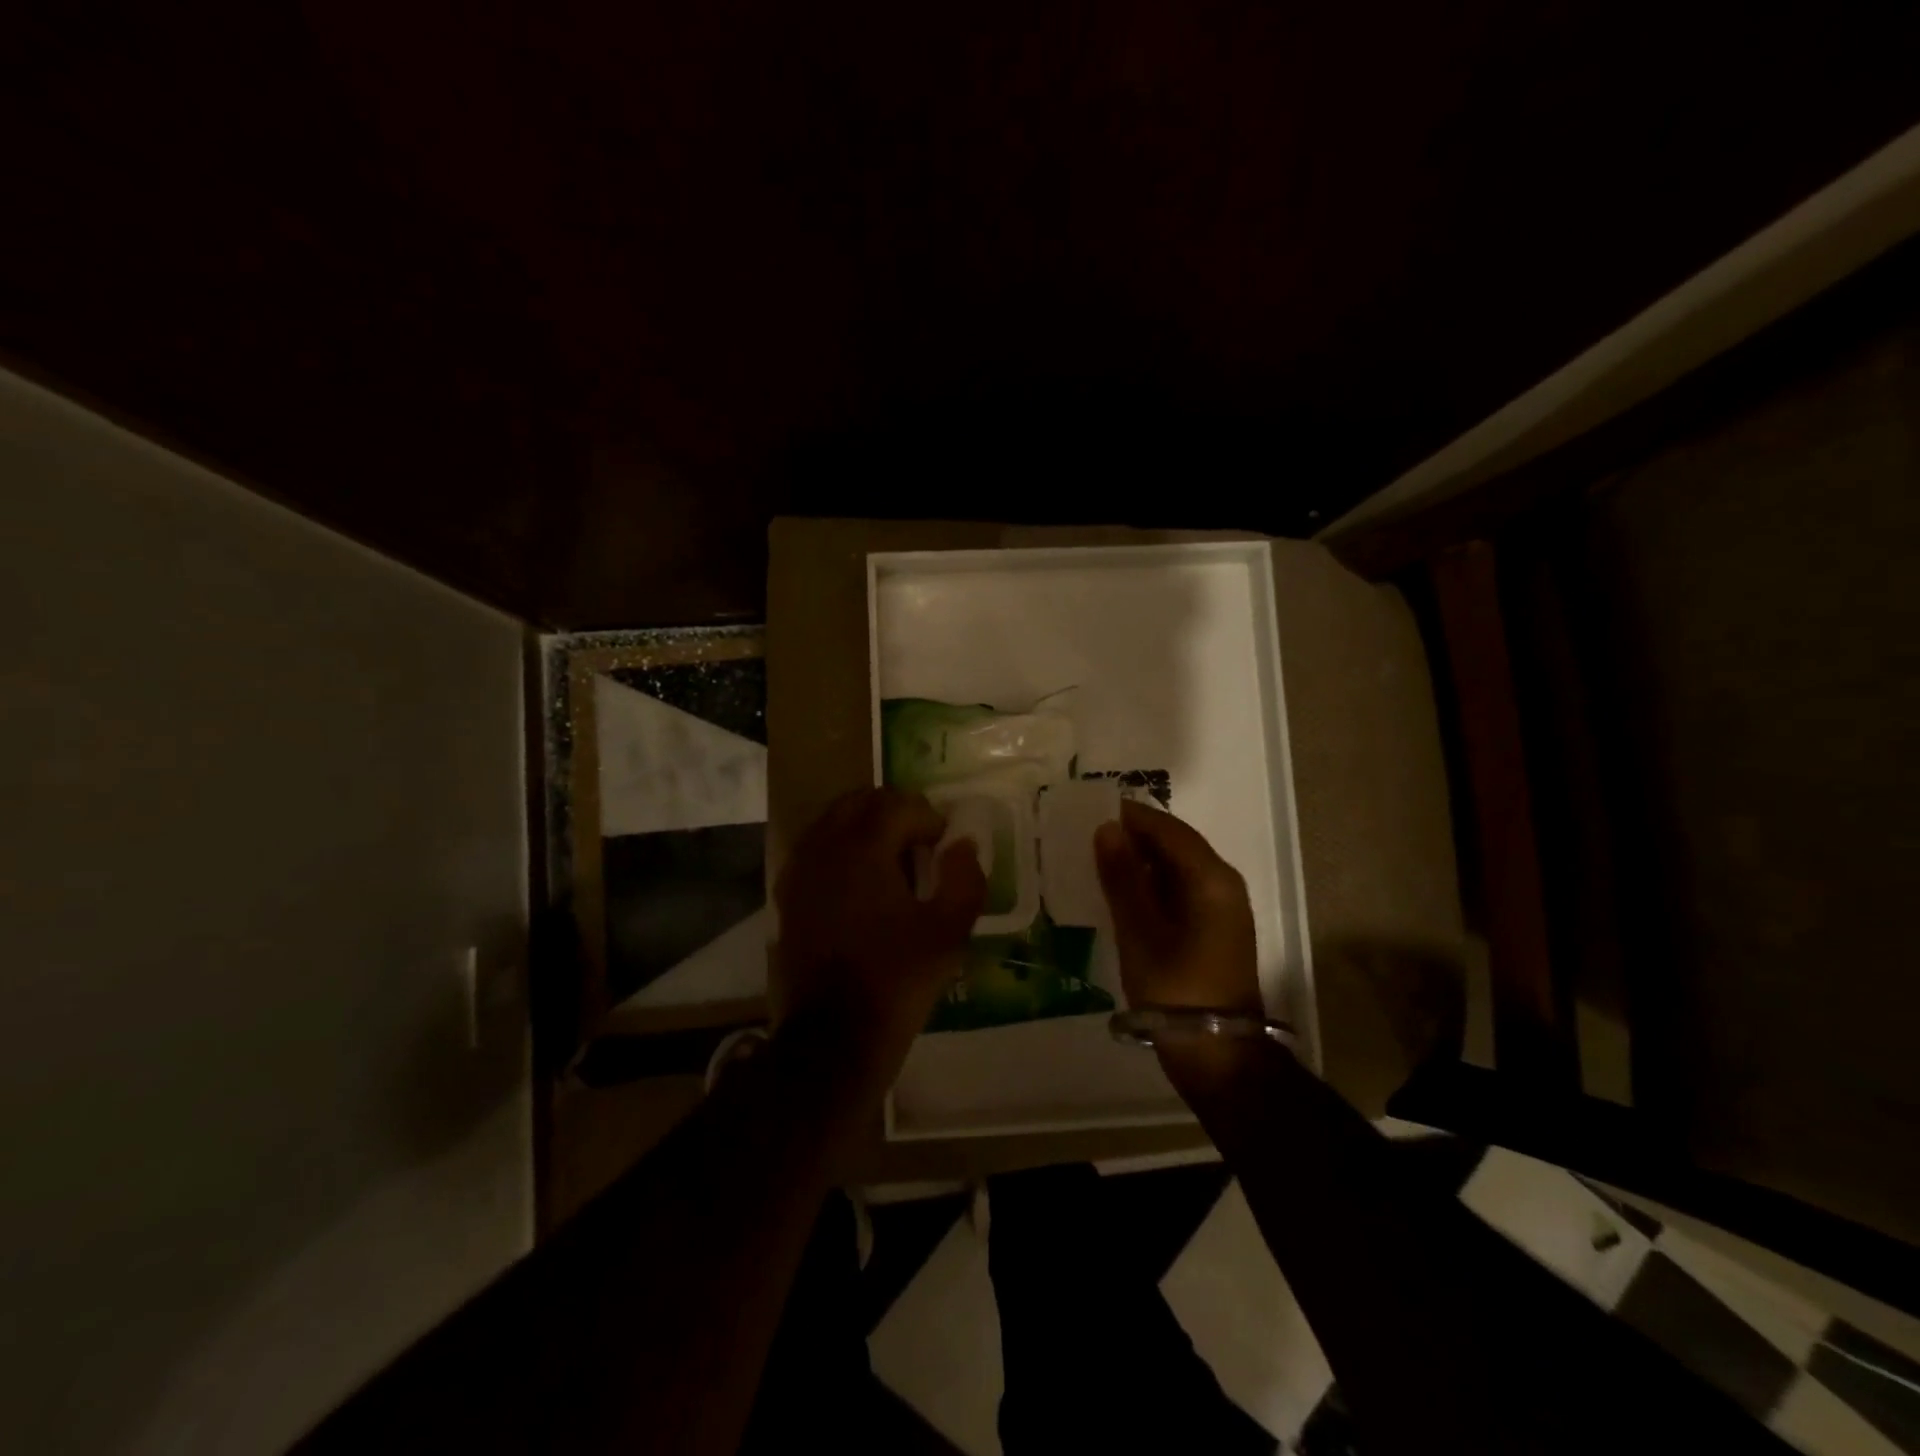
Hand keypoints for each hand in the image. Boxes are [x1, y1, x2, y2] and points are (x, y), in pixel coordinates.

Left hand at [773, 788, 985, 1084]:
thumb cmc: (897, 979)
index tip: (945, 844)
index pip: (897, 804)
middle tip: (920, 841)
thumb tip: (963, 844)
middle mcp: (824, 847)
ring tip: (891, 858)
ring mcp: (799, 870)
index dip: (928, 817)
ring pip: (831, 820)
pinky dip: (839, 848)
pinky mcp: (787, 895)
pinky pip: (814, 849)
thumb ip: (965, 877)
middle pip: (858, 801)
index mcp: (862, 848)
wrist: (834, 1035)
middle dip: (894, 810)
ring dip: (864, 826)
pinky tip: (858, 881)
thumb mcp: (949, 931)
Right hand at [1094, 800, 1262, 1016]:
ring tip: (1097, 862)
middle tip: (1087, 838)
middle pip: (1175, 844)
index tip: (1089, 811)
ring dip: (1140, 862)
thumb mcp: (1140, 930)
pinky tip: (1121, 894)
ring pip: (1177, 868)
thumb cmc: (1175, 989)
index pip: (1168, 828)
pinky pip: (1180, 890)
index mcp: (1211, 878)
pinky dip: (1151, 886)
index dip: (1130, 816)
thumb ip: (1123, 876)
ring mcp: (1222, 909)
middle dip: (1133, 837)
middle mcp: (1223, 884)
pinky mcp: (1214, 930)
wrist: (1218, 1056)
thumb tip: (1107, 828)